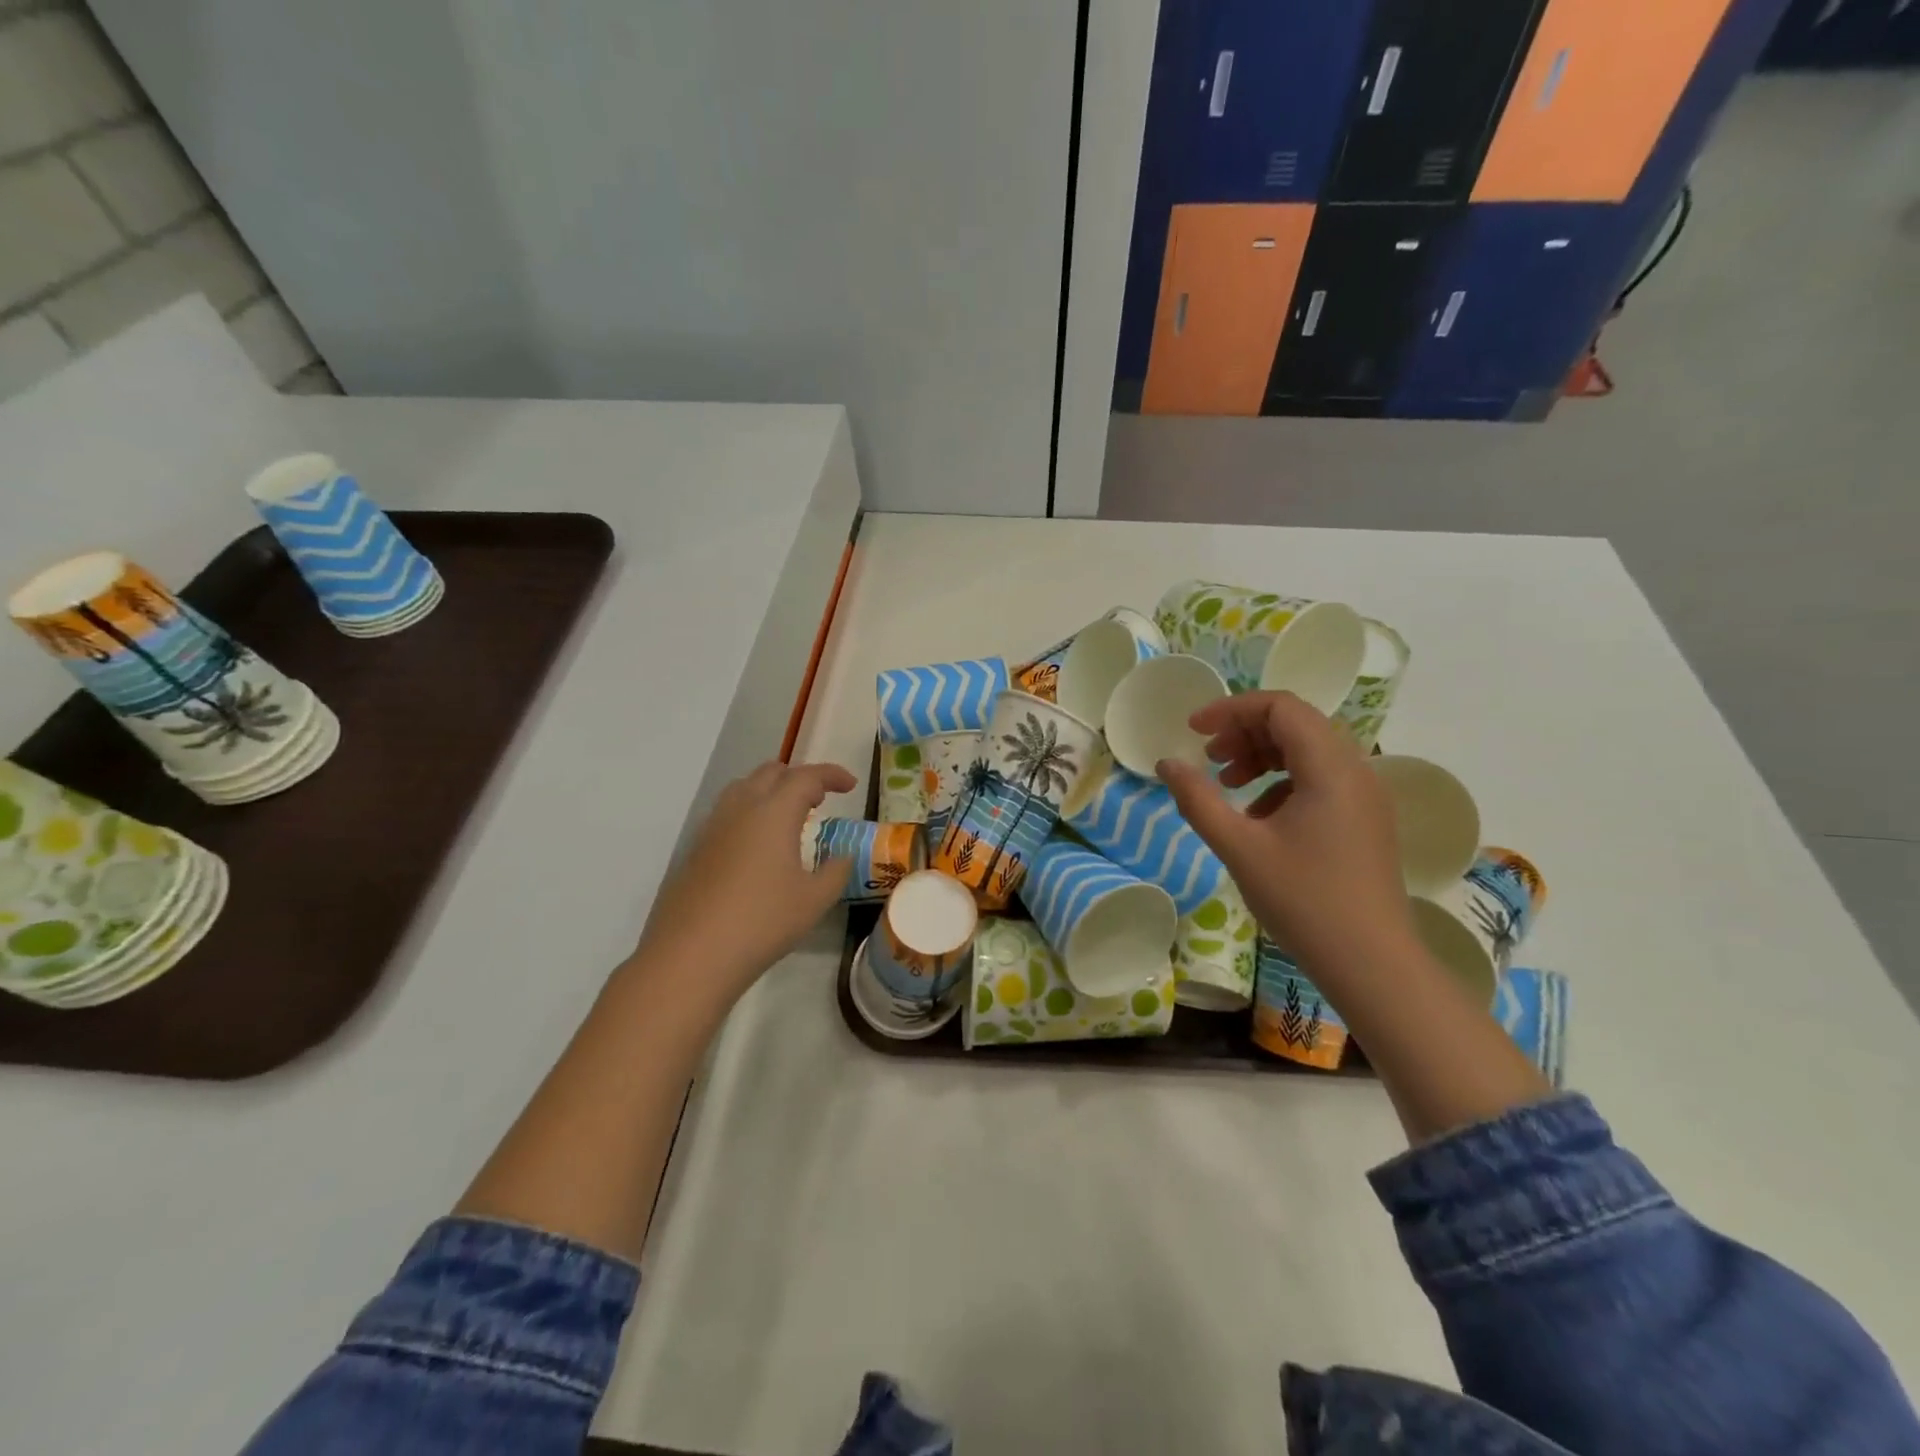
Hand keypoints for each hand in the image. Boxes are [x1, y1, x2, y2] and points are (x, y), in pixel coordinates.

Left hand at [634, 760, 856, 1001]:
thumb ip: (835, 871)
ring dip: (770, 791)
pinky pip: (726, 814)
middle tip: (819, 800)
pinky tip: (758, 847)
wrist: (691, 955)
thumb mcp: (814, 900)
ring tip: (788, 818)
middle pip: (770, 773)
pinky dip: (749, 814)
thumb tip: (842, 857)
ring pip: (743, 789)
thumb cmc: (762, 922)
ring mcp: (712, 827)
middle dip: (799, 778)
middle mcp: (740, 809)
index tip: (850, 785)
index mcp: (774, 812)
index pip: (806, 777)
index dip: (831, 775)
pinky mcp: (695, 850)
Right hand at [1158, 692, 1413, 972]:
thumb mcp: (1239, 847)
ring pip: (1309, 751)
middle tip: (1209, 758)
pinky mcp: (1365, 819)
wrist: (1372, 963)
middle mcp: (1356, 770)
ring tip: (1228, 783)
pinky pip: (1320, 779)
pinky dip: (1283, 782)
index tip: (1194, 730)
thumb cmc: (1303, 900)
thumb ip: (1198, 799)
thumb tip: (1167, 763)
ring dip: (1262, 756)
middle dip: (1245, 732)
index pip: (1280, 707)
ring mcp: (1365, 796)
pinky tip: (1258, 817)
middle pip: (1296, 724)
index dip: (1232, 709)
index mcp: (1329, 768)